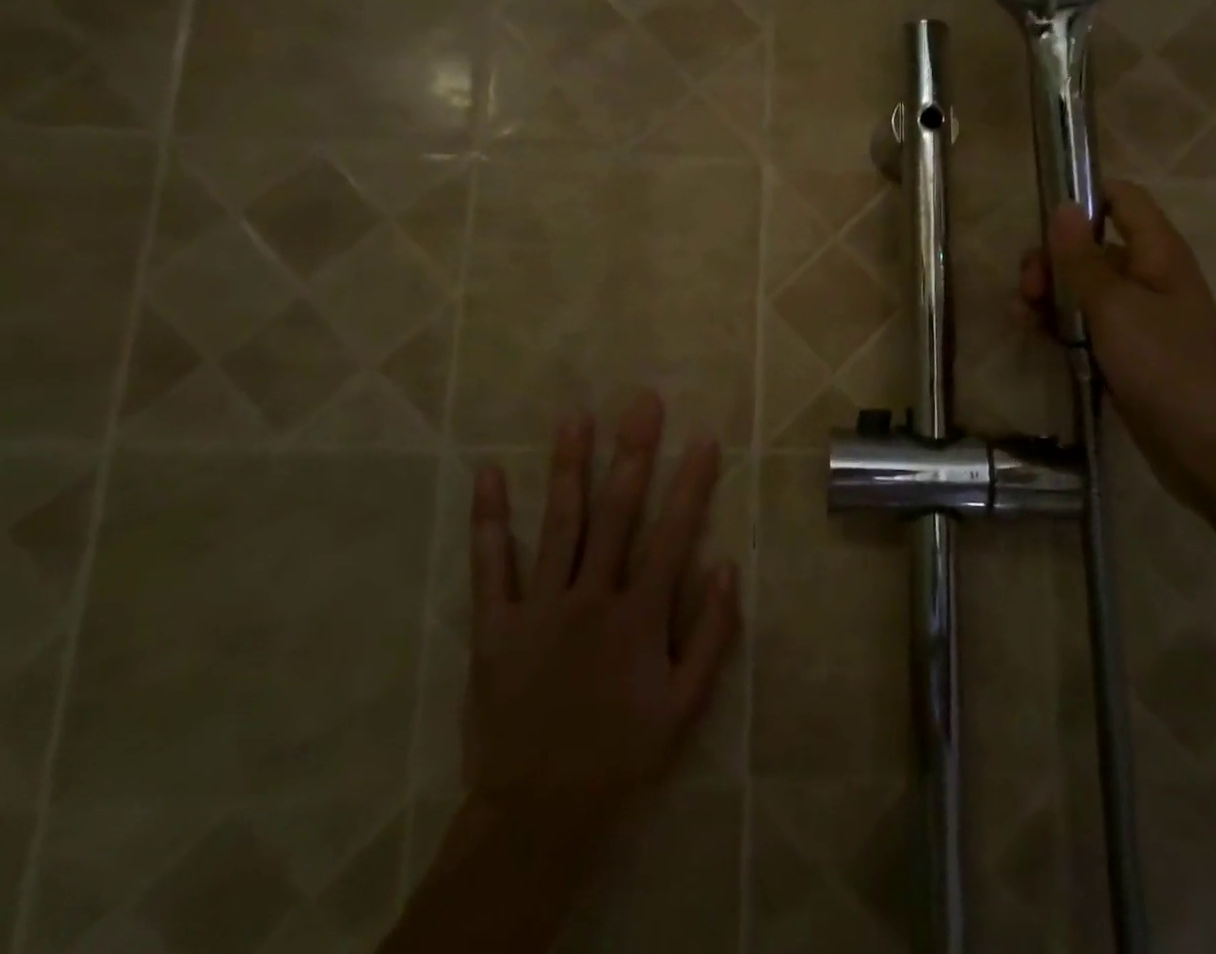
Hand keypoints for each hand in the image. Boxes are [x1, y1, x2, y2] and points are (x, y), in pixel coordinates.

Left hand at [460, 392, 739, 879]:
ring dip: (569, 467)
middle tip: (641, 403)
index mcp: (639, 616)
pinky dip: (489, 519)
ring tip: (575, 417)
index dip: (691, 484)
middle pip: (616, 513)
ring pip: (559, 523)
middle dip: (633, 453)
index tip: (703, 439)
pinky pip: (490, 564)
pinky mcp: (495, 623)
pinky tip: (488, 473)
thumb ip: (712, 637)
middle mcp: (591, 596)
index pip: (673, 535)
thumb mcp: (684, 708)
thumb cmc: (621, 752)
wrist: (538, 811)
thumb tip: (727, 568)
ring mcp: (540, 606)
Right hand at [1021, 181, 1215, 503]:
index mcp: (1157, 253)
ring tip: (1021, 317)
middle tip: (1028, 288)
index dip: (1082, 198)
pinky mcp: (1124, 350)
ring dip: (1047, 294)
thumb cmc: (1168, 368)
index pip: (1121, 198)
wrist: (1213, 451)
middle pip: (1089, 245)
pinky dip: (1056, 323)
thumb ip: (1082, 258)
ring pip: (1080, 286)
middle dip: (1051, 258)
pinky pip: (1084, 323)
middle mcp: (1147, 276)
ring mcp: (1136, 316)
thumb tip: (1063, 205)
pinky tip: (1031, 334)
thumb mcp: (1115, 308)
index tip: (1040, 220)